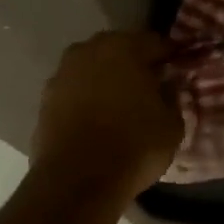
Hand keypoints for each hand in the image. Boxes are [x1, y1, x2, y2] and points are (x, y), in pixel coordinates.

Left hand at [32, 31, 183, 199]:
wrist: (76, 181)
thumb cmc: (133, 146)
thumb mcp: (172, 124)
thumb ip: (171, 96)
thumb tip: (165, 85)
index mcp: (123, 47)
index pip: (154, 42)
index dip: (169, 56)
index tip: (178, 68)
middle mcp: (89, 51)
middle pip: (119, 50)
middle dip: (134, 64)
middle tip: (150, 85)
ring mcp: (62, 74)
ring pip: (93, 69)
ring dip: (107, 80)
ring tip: (122, 104)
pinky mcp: (45, 99)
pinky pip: (75, 91)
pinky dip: (87, 99)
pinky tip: (98, 119)